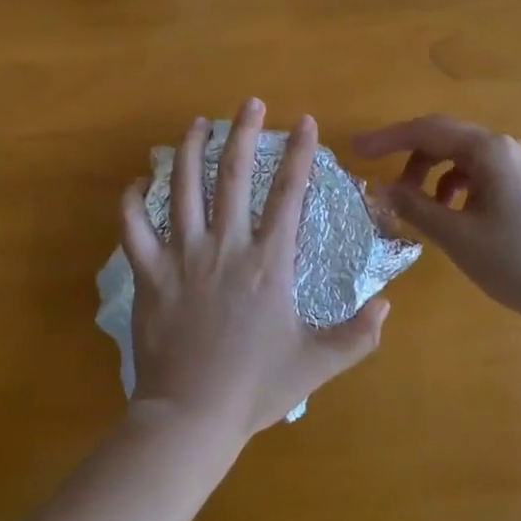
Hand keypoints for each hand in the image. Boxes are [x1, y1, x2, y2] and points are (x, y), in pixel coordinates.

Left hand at [121, 101, 390, 440]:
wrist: (190, 417)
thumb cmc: (255, 388)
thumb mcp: (318, 363)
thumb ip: (358, 335)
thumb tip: (387, 305)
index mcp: (269, 263)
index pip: (289, 194)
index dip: (300, 154)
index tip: (306, 122)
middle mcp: (226, 247)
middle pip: (235, 176)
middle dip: (244, 133)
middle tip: (250, 102)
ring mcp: (182, 257)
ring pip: (184, 188)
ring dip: (190, 150)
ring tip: (198, 124)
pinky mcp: (149, 274)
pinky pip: (134, 228)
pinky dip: (133, 201)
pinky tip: (138, 181)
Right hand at [354, 115, 520, 323]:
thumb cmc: (515, 260)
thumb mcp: (456, 235)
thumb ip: (415, 206)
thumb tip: (380, 188)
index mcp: (489, 150)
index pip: (426, 131)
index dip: (387, 139)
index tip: (355, 150)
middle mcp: (504, 148)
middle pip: (443, 138)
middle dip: (407, 155)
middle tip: (376, 177)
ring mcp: (517, 166)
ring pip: (459, 157)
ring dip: (429, 173)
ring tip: (412, 204)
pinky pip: (476, 173)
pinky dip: (451, 186)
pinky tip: (445, 213)